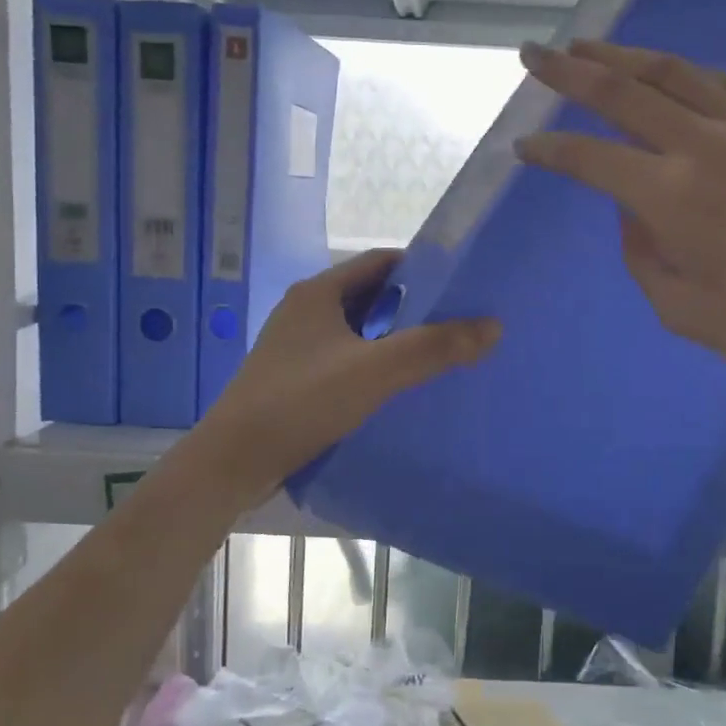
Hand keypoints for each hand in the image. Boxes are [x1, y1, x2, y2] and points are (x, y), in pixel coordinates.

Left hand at [188, 249, 499, 507]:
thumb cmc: (301, 402)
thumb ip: (433, 348)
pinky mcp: (294, 379)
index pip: (380, 262)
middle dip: (413, 305)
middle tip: (458, 321)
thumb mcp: (374, 371)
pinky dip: (373, 363)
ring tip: (437, 354)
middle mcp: (305, 311)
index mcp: (318, 293)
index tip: (460, 284)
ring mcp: (297, 347)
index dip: (421, 267)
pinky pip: (345, 358)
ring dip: (393, 338)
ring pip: (358, 330)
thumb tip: (492, 326)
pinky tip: (397, 387)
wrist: (233, 462)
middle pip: (370, 296)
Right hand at [515, 40, 725, 413]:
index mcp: (673, 198)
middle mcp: (707, 146)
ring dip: (625, 57)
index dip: (551, 150)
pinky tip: (672, 71)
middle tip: (533, 54)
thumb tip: (634, 208)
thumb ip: (642, 252)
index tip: (523, 145)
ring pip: (676, 73)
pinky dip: (690, 73)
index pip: (591, 159)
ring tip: (590, 48)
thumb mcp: (680, 309)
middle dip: (569, 73)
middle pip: (624, 93)